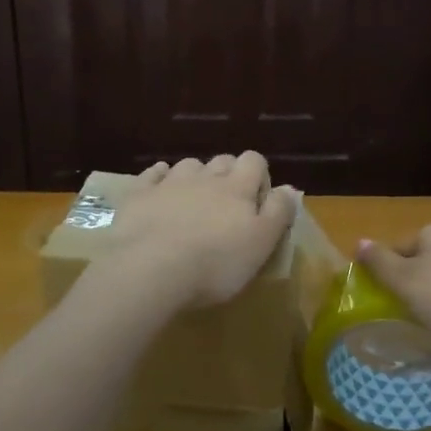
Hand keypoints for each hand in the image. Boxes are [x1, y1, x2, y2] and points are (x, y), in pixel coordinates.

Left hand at [105, 153, 298, 309]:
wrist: (150, 269)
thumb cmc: (216, 262)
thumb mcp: (261, 243)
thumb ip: (278, 212)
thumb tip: (290, 189)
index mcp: (238, 187)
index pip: (255, 161)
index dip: (259, 175)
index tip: (257, 202)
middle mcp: (206, 176)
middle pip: (222, 160)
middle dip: (228, 175)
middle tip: (228, 206)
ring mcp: (170, 183)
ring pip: (189, 165)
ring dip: (195, 177)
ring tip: (194, 201)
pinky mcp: (140, 195)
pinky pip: (152, 174)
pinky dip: (159, 177)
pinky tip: (159, 188)